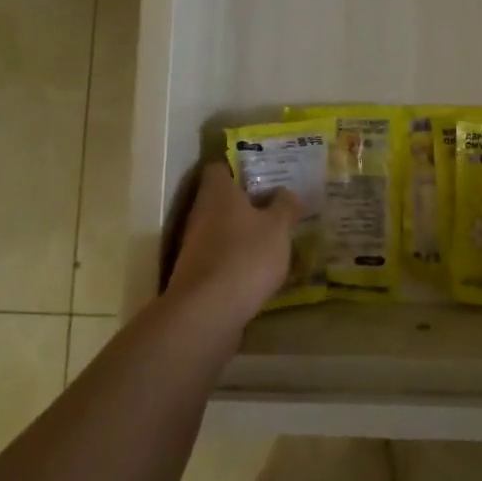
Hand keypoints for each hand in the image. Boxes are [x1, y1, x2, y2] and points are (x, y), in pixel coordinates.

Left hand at [165, 164, 301, 327]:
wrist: (207, 314)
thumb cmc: (246, 257)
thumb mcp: (278, 227)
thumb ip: (285, 206)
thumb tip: (285, 193)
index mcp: (218, 193)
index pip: (220, 167)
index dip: (241, 166)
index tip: (266, 172)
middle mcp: (201, 214)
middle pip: (224, 199)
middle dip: (250, 202)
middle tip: (280, 205)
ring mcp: (196, 246)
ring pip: (224, 230)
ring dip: (246, 233)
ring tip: (277, 238)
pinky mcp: (198, 275)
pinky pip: (223, 257)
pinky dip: (240, 260)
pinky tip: (263, 270)